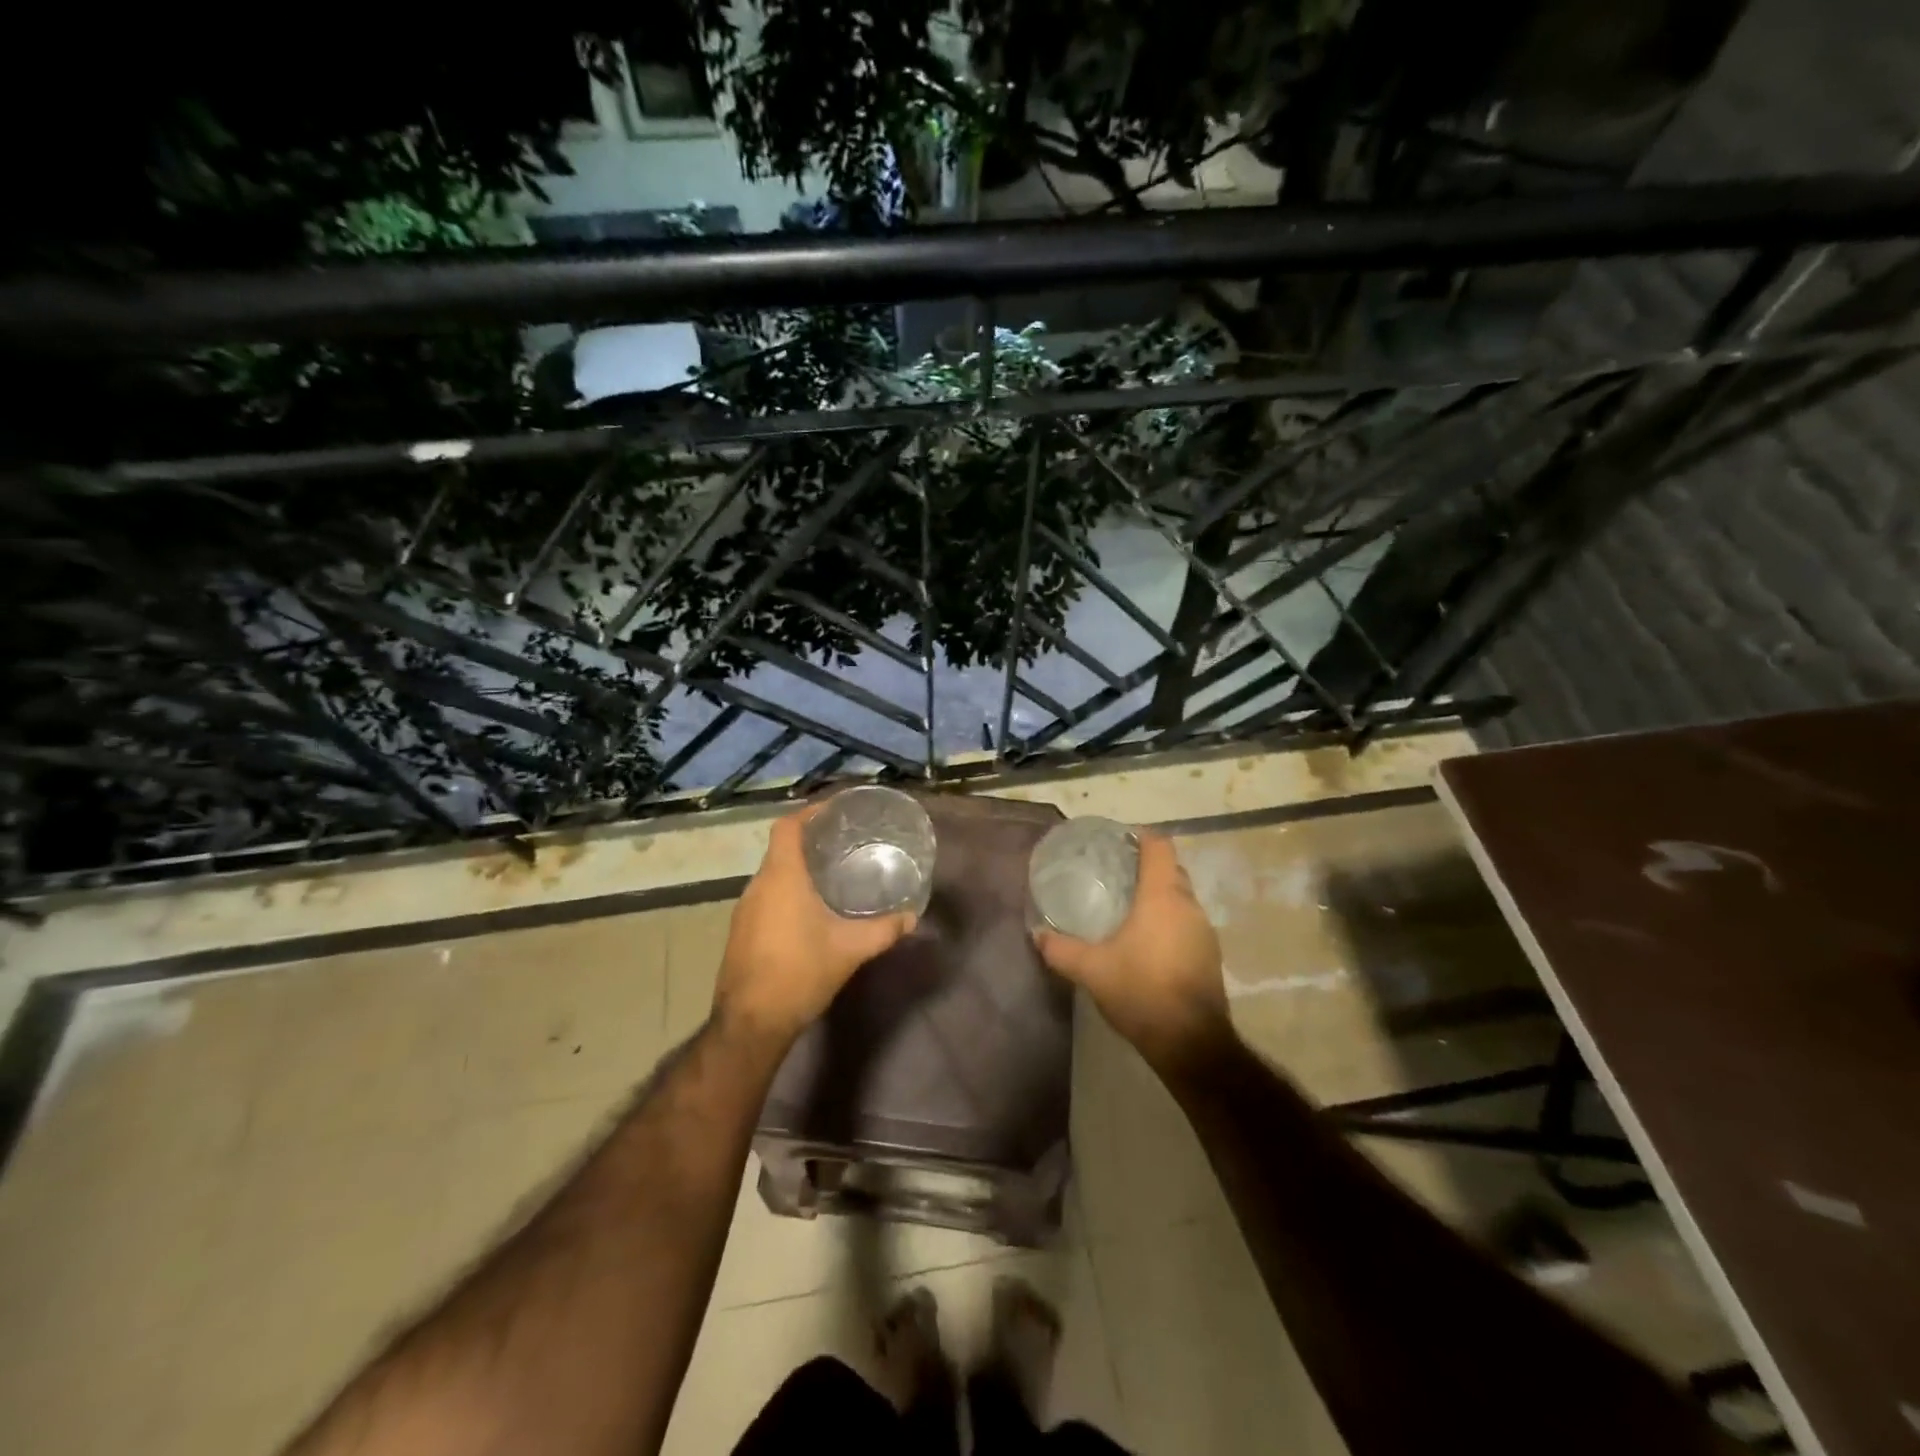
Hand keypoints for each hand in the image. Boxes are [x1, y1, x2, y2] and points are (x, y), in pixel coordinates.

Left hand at [713, 803, 916, 1044]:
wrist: (751, 1024)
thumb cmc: (800, 973)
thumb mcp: (850, 949)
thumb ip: (884, 929)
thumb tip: (912, 917)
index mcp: (781, 877)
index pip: (787, 827)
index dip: (809, 812)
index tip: (835, 812)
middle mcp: (757, 886)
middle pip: (781, 850)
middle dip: (810, 843)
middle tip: (844, 844)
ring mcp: (744, 911)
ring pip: (772, 876)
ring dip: (798, 870)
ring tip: (832, 875)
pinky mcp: (741, 933)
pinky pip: (766, 898)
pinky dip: (787, 893)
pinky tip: (811, 912)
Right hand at [1033, 830, 1231, 1070]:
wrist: (1191, 1043)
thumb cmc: (1141, 991)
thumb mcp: (1092, 970)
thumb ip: (1061, 949)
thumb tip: (1037, 934)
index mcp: (1163, 897)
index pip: (1160, 846)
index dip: (1140, 837)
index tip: (1117, 841)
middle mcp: (1189, 906)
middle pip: (1171, 870)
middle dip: (1146, 867)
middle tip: (1114, 875)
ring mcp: (1205, 931)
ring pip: (1181, 899)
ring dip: (1159, 897)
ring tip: (1127, 907)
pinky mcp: (1210, 955)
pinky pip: (1187, 923)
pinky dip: (1168, 922)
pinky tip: (1146, 941)